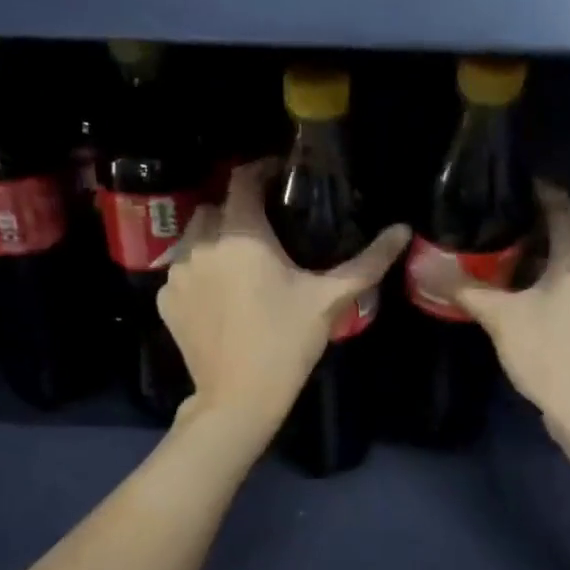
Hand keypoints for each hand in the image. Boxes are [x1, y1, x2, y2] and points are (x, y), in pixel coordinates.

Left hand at [159, 160, 409, 444]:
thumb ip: (367, 262)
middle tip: (264, 234)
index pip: (243, 180)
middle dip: (237, 212)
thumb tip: (403, 230)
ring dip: (214, 242)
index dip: (260, 171)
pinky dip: (199, 275)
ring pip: (194, 239)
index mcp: (241, 235)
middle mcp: (201, 245)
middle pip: (216, 208)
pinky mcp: (166, 301)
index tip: (277, 177)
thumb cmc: (287, 344)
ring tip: (239, 265)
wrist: (239, 398)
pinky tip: (219, 297)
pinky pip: (182, 273)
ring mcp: (178, 274)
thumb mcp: (329, 300)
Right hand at [422, 181, 569, 436]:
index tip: (494, 188)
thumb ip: (464, 287)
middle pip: (562, 227)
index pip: (559, 203)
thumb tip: (422, 265)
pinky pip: (563, 279)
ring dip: (530, 250)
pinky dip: (538, 274)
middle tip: (484, 218)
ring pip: (562, 256)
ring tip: (488, 247)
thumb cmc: (549, 353)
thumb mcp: (501, 317)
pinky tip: (507, 284)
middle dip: (525, 221)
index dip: (530, 190)